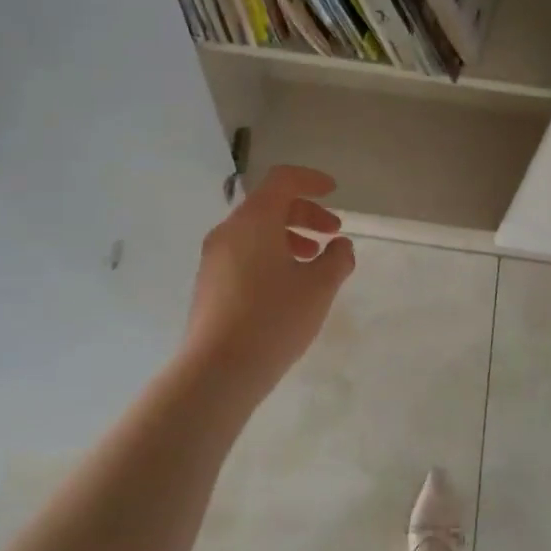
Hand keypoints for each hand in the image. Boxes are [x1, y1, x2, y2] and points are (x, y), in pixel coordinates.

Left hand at [181, 165, 355, 402]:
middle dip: (305, 214)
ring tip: (314, 262)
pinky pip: (244, 253)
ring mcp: (214, 258)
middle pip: (269, 205)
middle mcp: (229, 231)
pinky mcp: (209, 283)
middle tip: (333, 234)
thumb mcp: (319, 288)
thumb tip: (341, 246)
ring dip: (289, 237)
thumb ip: (337, 259)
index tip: (334, 192)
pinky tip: (288, 284)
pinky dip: (271, 254)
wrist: (217, 370)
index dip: (311, 180)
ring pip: (256, 231)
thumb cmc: (274, 319)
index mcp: (254, 220)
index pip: (283, 180)